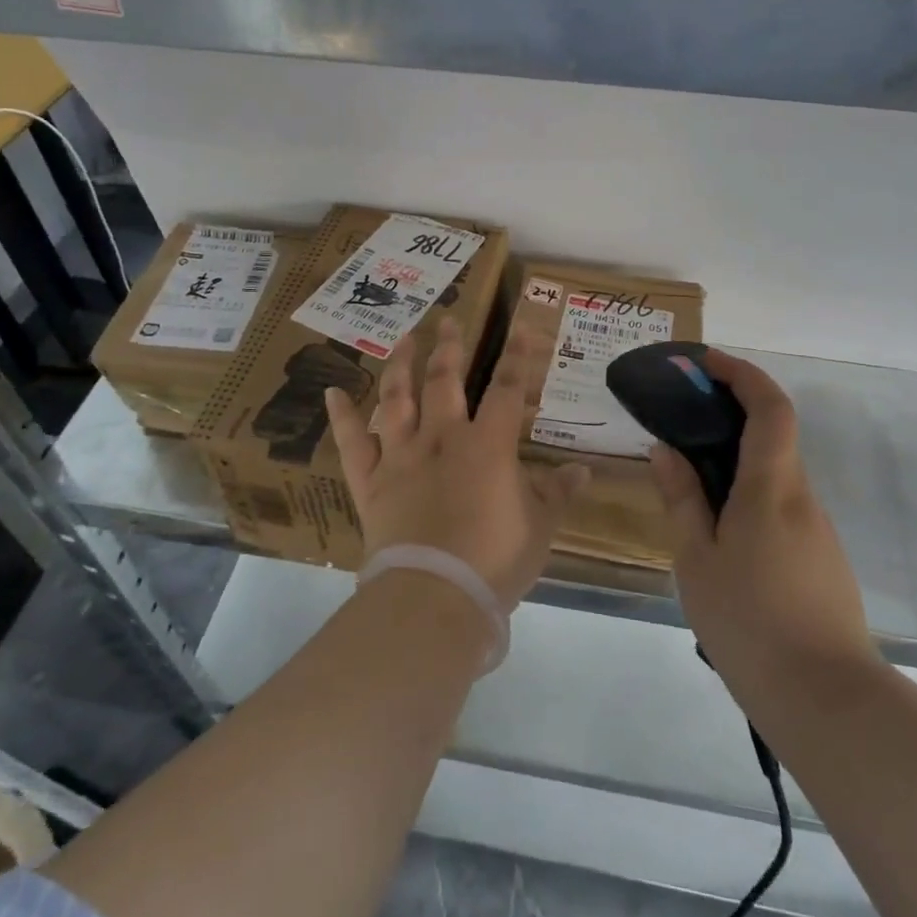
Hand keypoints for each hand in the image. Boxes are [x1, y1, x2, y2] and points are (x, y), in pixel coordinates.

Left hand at [325, 319, 589, 610]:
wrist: (434, 597)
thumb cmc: (495, 561)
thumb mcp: (539, 527)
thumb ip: (558, 492)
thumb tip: (583, 470)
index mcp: (487, 446)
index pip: (507, 388)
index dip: (517, 355)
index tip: (519, 325)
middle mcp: (442, 439)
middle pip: (445, 381)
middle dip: (449, 348)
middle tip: (448, 319)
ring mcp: (401, 458)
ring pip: (397, 399)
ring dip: (400, 366)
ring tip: (403, 339)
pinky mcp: (371, 483)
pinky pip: (351, 444)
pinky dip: (342, 417)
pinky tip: (333, 392)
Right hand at [649, 349, 877, 683]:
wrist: (827, 701)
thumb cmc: (749, 624)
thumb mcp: (697, 561)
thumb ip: (682, 499)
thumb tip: (666, 449)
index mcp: (771, 489)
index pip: (770, 408)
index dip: (742, 374)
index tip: (705, 362)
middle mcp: (801, 498)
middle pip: (774, 436)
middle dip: (731, 413)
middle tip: (682, 419)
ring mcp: (818, 530)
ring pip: (775, 475)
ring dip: (737, 460)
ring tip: (690, 483)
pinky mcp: (822, 559)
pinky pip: (782, 507)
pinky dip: (750, 494)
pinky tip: (721, 533)